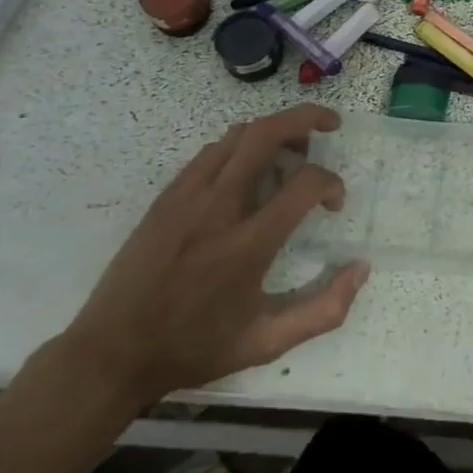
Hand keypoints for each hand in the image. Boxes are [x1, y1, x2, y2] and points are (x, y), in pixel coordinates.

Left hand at [56, 105, 368, 410]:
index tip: (334, 203)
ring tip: (293, 148)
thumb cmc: (193, 348)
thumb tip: (362, 269)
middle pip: (266, 133)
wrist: (110, 355)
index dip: (331, 183)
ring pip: (238, 135)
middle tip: (330, 125)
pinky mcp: (167, 196)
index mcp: (247, 245)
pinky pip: (211, 151)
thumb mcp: (266, 343)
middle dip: (306, 118)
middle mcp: (218, 208)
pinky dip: (241, 146)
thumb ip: (323, 309)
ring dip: (274, 130)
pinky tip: (249, 169)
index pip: (304, 183)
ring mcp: (187, 196)